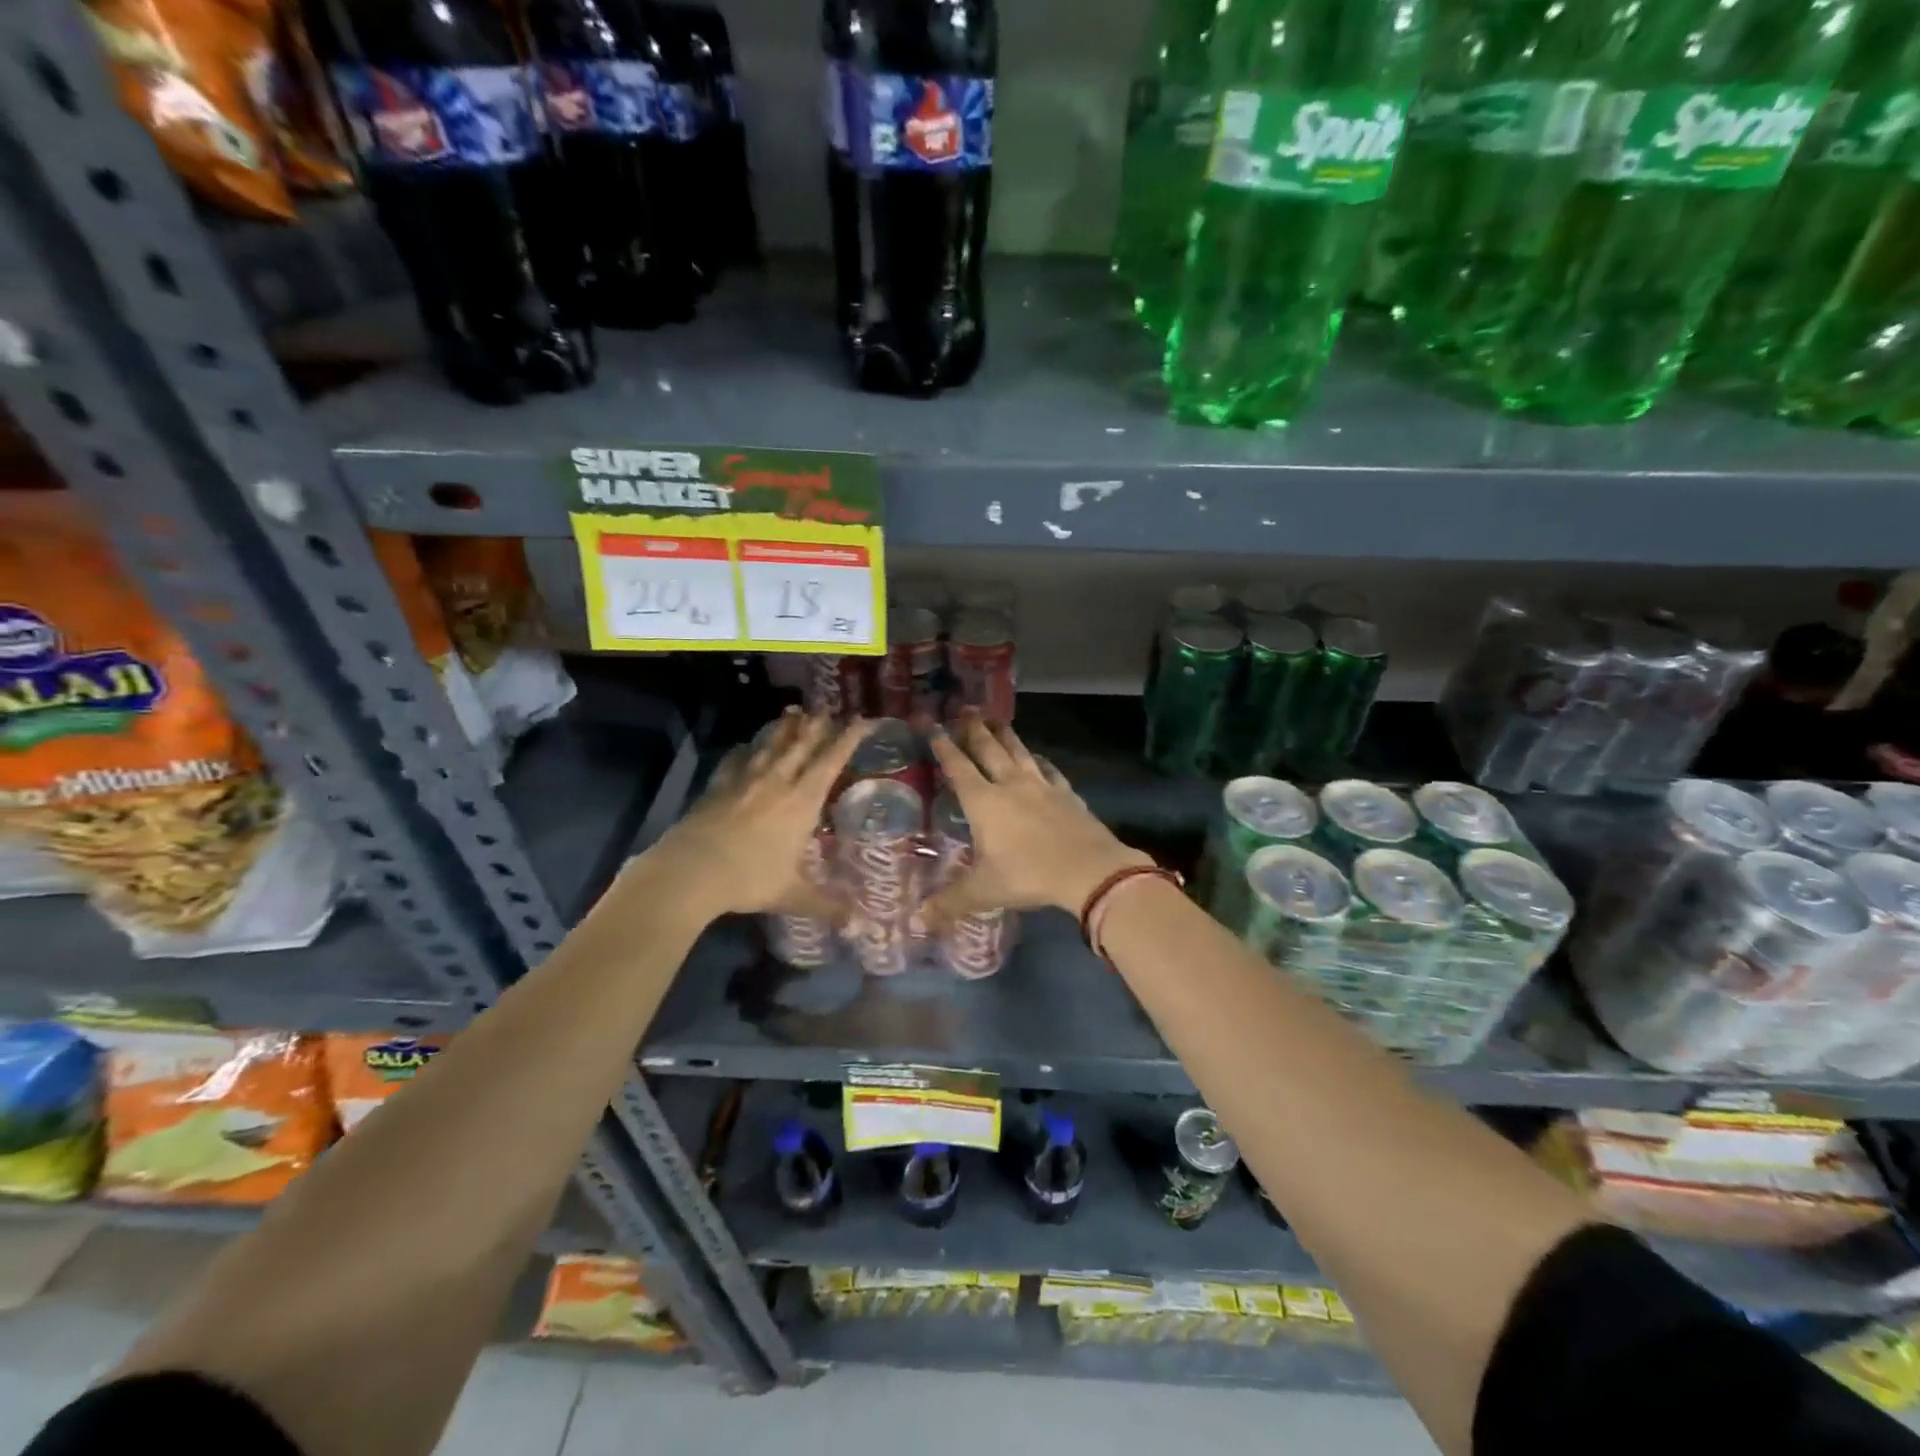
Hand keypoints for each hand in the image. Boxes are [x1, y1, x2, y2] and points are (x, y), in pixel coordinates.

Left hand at [638, 709, 866, 920]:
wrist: (691, 871)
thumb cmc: (749, 879)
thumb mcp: (791, 895)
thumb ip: (824, 905)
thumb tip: (856, 924)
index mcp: (802, 801)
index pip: (832, 759)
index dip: (850, 737)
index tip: (864, 720)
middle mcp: (778, 782)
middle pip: (802, 744)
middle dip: (819, 726)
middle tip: (829, 711)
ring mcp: (745, 780)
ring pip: (771, 745)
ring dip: (785, 728)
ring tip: (794, 712)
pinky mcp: (718, 786)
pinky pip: (737, 760)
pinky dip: (746, 750)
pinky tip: (746, 747)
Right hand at [925, 713, 1150, 920]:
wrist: (1088, 870)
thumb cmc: (1028, 875)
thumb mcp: (983, 891)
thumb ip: (950, 903)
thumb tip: (918, 921)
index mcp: (983, 802)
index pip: (958, 767)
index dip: (944, 746)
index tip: (933, 726)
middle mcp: (1010, 785)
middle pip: (989, 749)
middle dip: (975, 730)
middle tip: (966, 710)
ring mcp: (1042, 787)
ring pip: (1019, 753)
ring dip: (1006, 735)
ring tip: (997, 721)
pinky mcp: (1067, 794)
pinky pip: (1050, 771)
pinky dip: (1040, 762)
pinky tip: (1039, 759)